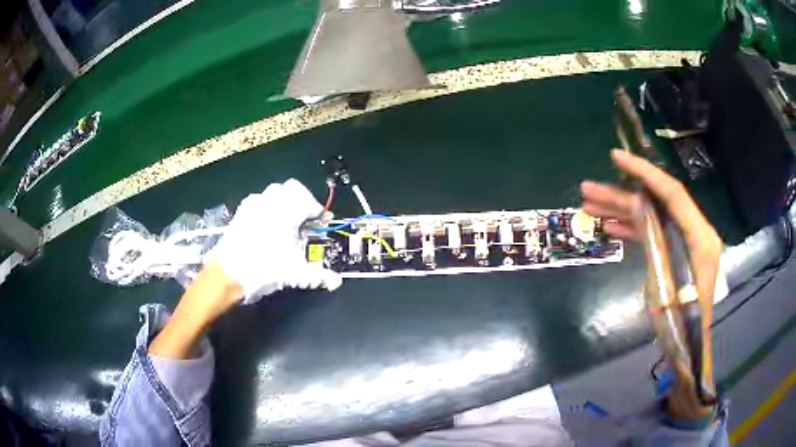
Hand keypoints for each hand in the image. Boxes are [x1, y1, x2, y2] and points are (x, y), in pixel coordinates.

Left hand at [206, 179, 341, 303]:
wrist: (229, 274)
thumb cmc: (265, 269)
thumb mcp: (296, 274)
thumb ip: (319, 275)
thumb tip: (336, 282)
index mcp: (288, 212)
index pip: (310, 202)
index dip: (319, 212)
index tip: (322, 222)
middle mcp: (271, 202)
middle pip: (292, 188)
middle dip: (302, 200)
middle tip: (305, 219)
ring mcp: (254, 205)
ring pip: (274, 192)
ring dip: (284, 202)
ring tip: (287, 221)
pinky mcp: (241, 212)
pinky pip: (258, 200)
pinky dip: (267, 207)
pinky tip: (267, 225)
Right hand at [580, 149, 721, 418]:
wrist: (688, 346)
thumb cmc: (682, 324)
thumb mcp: (669, 288)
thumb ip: (658, 247)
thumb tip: (639, 214)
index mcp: (699, 237)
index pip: (672, 193)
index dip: (645, 173)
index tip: (616, 158)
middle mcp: (692, 231)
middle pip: (655, 203)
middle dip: (621, 194)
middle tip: (587, 188)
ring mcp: (682, 241)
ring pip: (649, 216)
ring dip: (620, 210)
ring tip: (588, 205)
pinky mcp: (673, 251)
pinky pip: (651, 233)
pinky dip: (630, 228)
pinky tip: (608, 226)